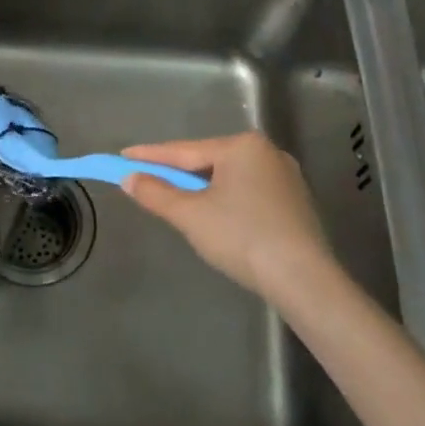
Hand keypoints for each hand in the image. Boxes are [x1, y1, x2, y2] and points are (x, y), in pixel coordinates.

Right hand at [121, 132, 341, 307]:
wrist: (303, 279)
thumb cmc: (241, 237)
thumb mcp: (190, 215)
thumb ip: (156, 193)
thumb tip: (129, 179)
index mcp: (241, 146)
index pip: (184, 151)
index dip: (149, 156)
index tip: (122, 156)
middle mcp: (267, 152)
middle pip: (208, 162)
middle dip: (177, 173)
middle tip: (146, 179)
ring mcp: (285, 177)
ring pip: (228, 178)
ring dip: (201, 188)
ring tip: (176, 201)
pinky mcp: (295, 202)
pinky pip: (248, 192)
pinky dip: (225, 200)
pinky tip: (215, 216)